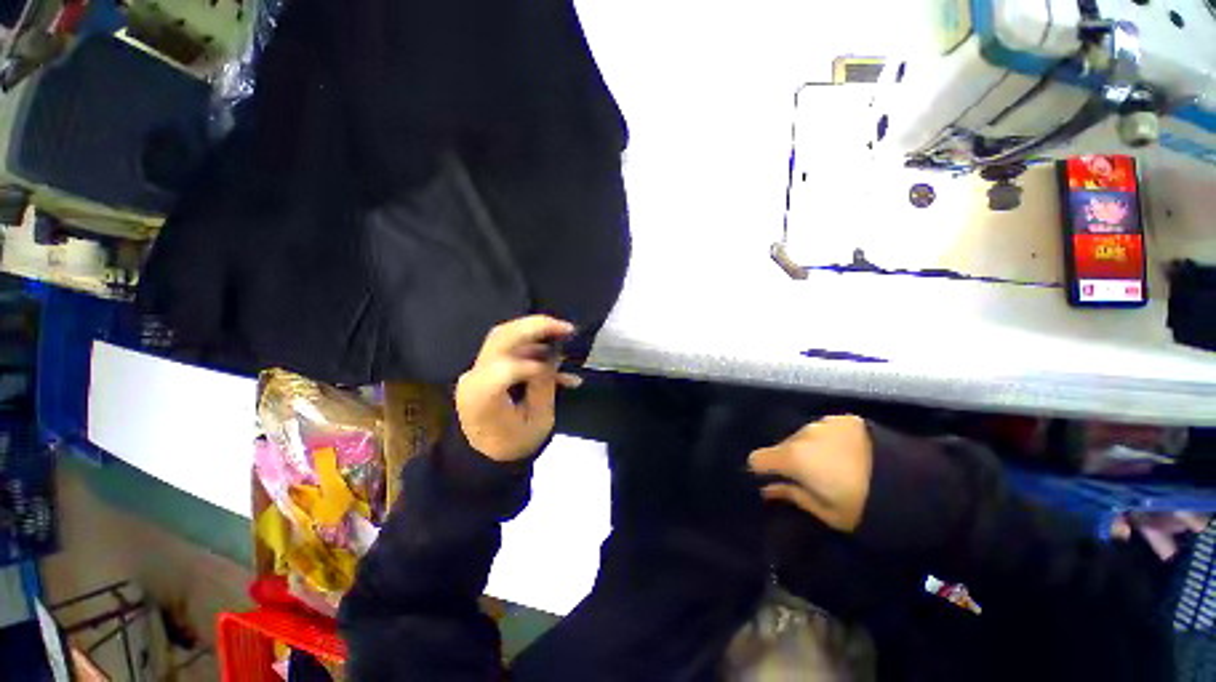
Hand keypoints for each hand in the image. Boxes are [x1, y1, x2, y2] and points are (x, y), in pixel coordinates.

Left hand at [456, 315, 580, 461]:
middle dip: (537, 327)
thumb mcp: (538, 423)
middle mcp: (474, 376)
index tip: (561, 364)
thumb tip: (552, 358)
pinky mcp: (486, 366)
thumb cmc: (513, 444)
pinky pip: (510, 347)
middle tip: (567, 328)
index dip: (536, 363)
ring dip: (536, 332)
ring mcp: (478, 369)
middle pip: (502, 337)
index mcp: (482, 398)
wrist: (484, 454)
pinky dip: (534, 347)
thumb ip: (544, 388)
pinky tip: (557, 359)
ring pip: (505, 336)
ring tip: (564, 335)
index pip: (506, 368)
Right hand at [748, 415, 872, 532]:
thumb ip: (791, 496)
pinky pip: (824, 429)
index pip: (757, 458)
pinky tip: (848, 453)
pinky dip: (827, 440)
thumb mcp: (827, 512)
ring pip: (802, 436)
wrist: (917, 483)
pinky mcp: (845, 418)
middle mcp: (802, 434)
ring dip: (808, 449)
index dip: (761, 471)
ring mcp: (824, 423)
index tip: (773, 481)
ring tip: (832, 465)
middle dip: (788, 460)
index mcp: (793, 457)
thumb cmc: (865, 505)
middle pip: (781, 446)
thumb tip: (768, 490)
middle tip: (809, 478)